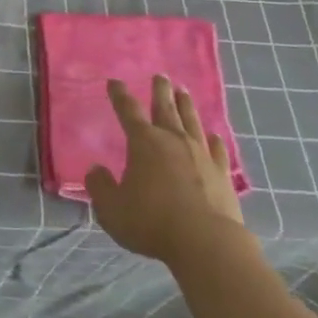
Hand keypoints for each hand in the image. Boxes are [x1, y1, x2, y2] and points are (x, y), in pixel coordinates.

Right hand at [86, 76, 246, 263]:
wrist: (206, 242)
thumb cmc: (152, 222)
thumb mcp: (112, 209)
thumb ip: (100, 187)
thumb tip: (95, 170)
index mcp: (144, 142)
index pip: (128, 111)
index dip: (119, 95)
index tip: (115, 82)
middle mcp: (173, 140)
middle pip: (165, 108)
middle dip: (160, 90)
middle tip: (161, 76)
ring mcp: (200, 154)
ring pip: (192, 121)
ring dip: (186, 105)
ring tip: (184, 91)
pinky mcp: (222, 173)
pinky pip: (218, 150)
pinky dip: (215, 141)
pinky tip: (214, 136)